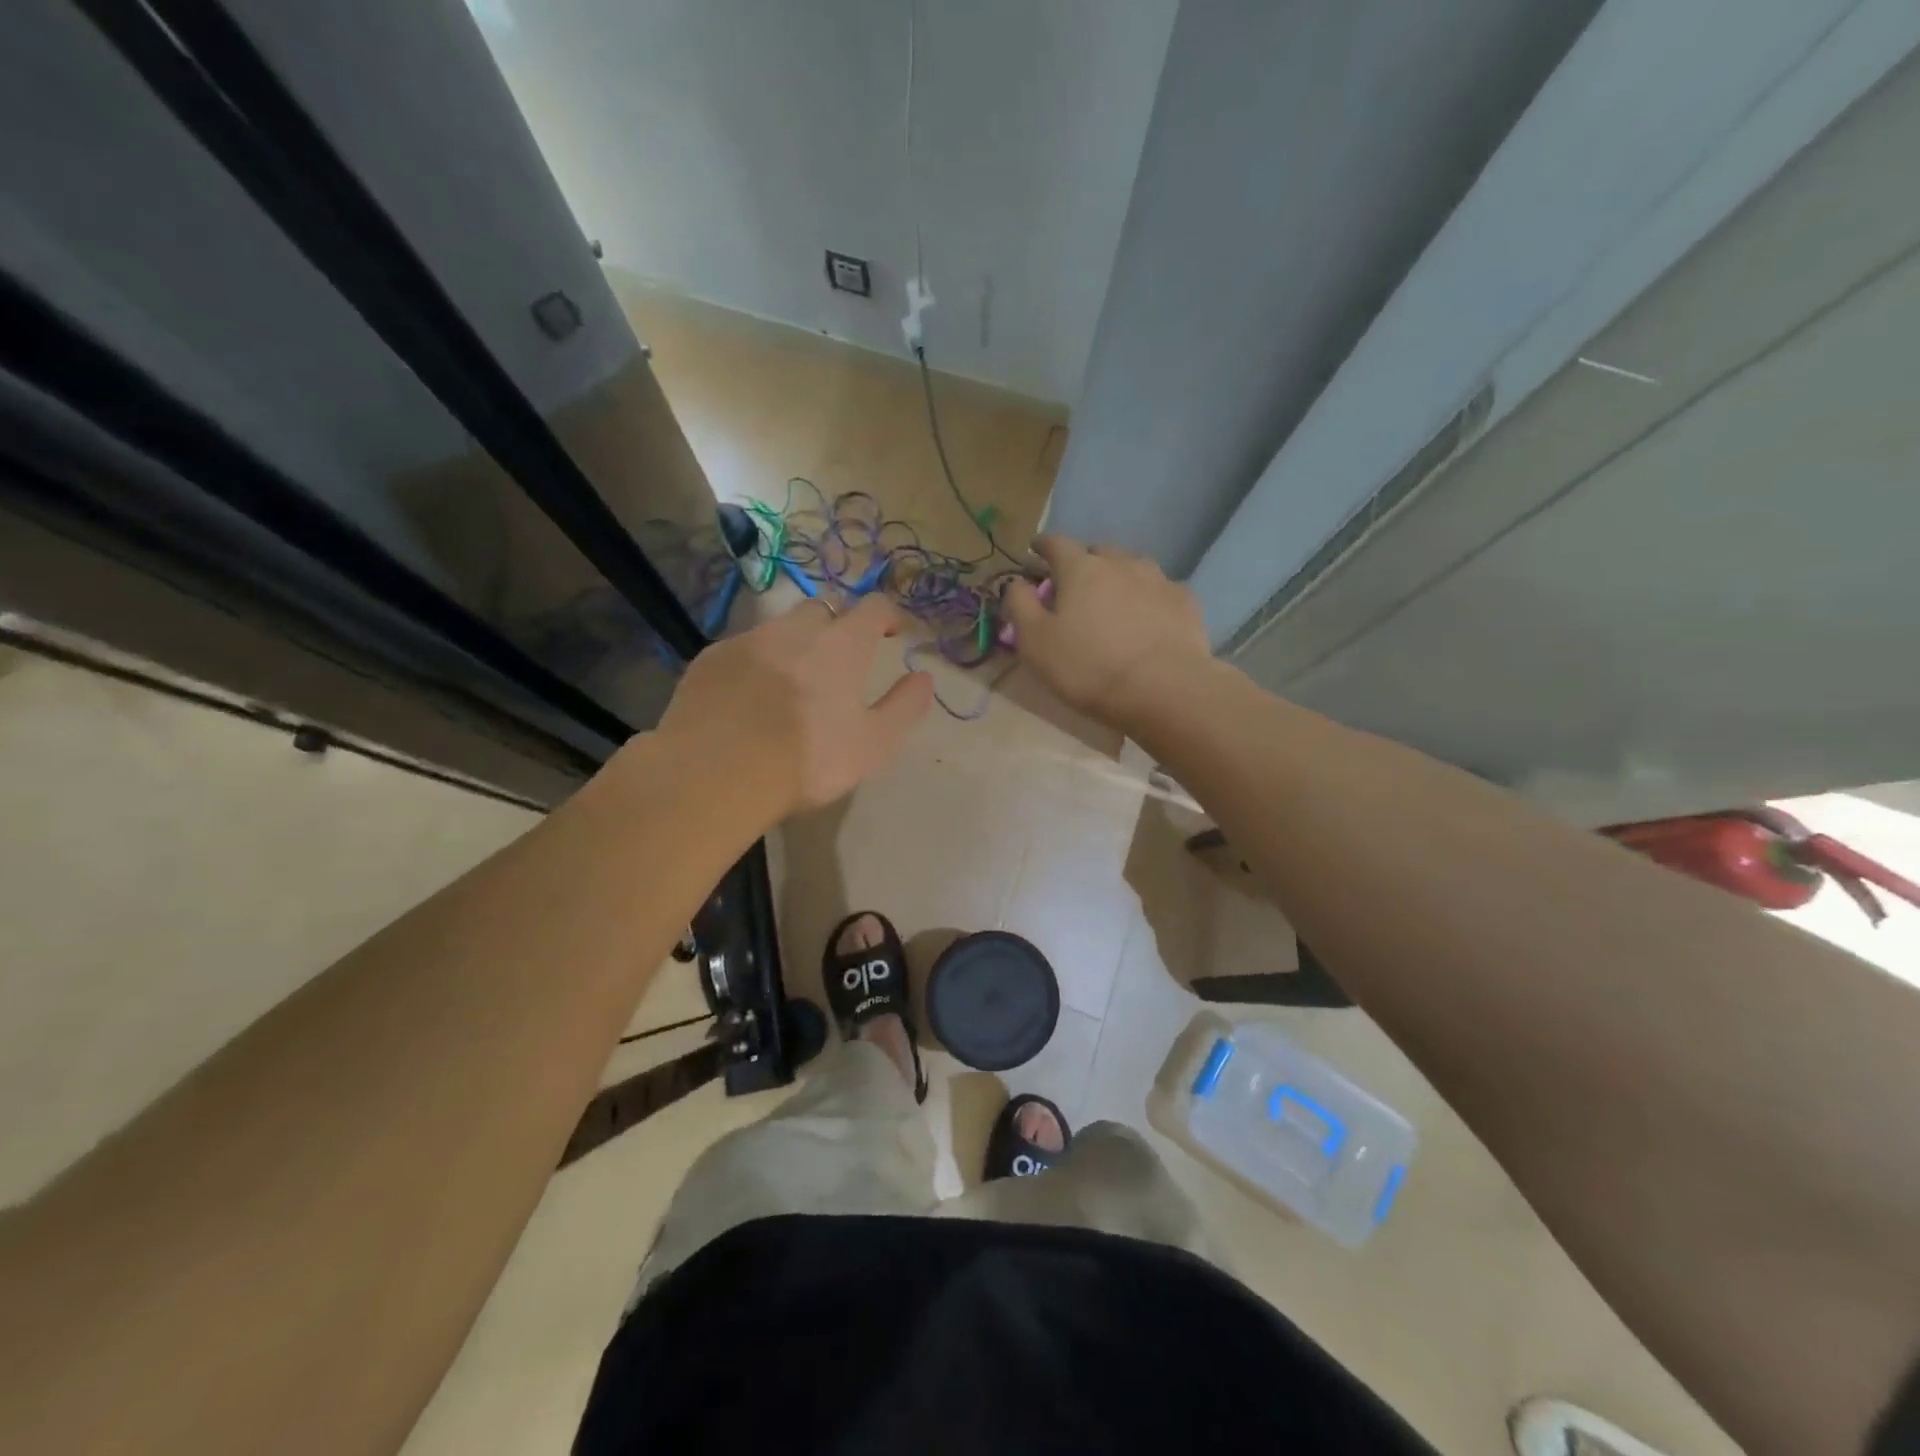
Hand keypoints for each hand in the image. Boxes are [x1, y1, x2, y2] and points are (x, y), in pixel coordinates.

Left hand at [658, 594, 933, 814]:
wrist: (717, 772)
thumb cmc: (808, 759)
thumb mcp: (874, 744)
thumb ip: (904, 706)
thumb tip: (924, 678)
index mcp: (841, 644)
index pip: (873, 606)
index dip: (887, 615)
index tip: (891, 633)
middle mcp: (795, 629)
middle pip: (823, 609)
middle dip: (837, 625)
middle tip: (840, 660)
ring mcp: (748, 640)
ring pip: (779, 628)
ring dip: (794, 644)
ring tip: (792, 683)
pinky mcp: (710, 659)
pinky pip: (742, 650)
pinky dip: (755, 664)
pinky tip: (750, 699)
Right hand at [1002, 536, 1209, 726]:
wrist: (1164, 689)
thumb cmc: (1088, 667)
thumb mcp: (1035, 643)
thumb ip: (1020, 606)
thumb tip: (1018, 582)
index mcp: (1080, 568)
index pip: (1055, 543)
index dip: (1042, 546)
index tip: (1035, 552)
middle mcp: (1121, 562)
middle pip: (1096, 552)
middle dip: (1082, 563)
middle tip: (1075, 587)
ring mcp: (1158, 579)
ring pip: (1132, 567)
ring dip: (1118, 578)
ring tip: (1114, 602)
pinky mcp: (1185, 601)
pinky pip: (1160, 591)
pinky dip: (1148, 598)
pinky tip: (1148, 619)